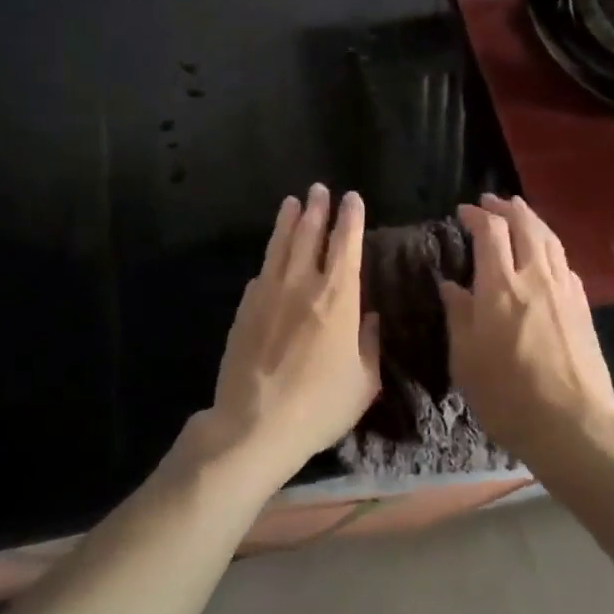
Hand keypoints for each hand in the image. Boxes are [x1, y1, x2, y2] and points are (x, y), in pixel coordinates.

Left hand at [206, 185, 381, 485]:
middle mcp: (302, 283)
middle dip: (316, 209)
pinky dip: (270, 258)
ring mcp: (269, 292)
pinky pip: (262, 272)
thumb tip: (369, 317)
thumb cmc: (319, 406)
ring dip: (288, 221)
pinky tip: (272, 257)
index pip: (346, 244)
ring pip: (280, 245)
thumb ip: (369, 343)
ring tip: (292, 202)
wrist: (254, 423)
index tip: (352, 198)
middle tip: (319, 189)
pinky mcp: (245, 307)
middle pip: (309, 234)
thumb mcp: (363, 382)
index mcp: (337, 297)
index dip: (350, 218)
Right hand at [442, 194, 613, 461]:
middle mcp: (535, 278)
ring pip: (550, 240)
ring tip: (520, 211)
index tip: (463, 212)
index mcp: (501, 287)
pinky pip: (565, 263)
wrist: (572, 426)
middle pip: (525, 225)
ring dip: (532, 219)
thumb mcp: (466, 359)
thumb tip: (450, 285)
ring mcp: (565, 290)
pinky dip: (551, 247)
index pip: (491, 232)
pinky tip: (547, 254)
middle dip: (507, 207)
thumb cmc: (507, 395)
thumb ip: (458, 315)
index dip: (476, 215)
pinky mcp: (583, 307)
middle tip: (492, 201)